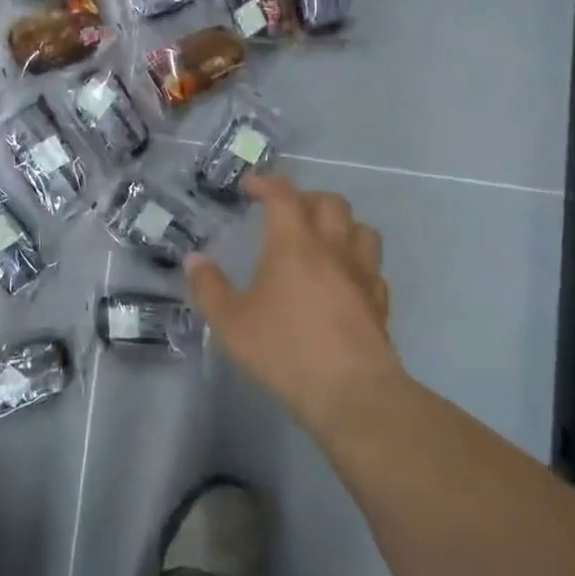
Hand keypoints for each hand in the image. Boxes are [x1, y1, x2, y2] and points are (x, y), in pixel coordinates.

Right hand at [187, 174, 397, 435]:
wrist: (351, 391)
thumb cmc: (285, 350)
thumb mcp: (231, 322)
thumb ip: (209, 287)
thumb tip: (195, 260)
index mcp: (294, 244)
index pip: (283, 195)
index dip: (266, 183)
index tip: (250, 187)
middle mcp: (332, 248)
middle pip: (330, 202)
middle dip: (305, 198)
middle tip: (285, 213)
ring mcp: (362, 273)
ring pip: (361, 228)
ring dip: (340, 225)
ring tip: (320, 240)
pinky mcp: (379, 301)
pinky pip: (373, 267)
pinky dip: (356, 262)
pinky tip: (343, 280)